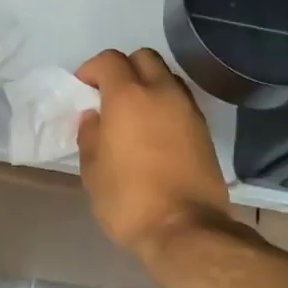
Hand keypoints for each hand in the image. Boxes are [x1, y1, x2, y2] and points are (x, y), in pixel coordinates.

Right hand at [75, 48, 234, 257]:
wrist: (186, 229)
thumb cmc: (129, 200)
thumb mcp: (93, 172)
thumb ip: (90, 136)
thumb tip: (95, 118)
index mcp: (128, 98)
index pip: (109, 60)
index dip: (91, 69)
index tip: (83, 89)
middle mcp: (162, 93)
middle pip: (144, 58)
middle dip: (124, 69)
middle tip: (109, 95)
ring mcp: (188, 110)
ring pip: (166, 77)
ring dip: (148, 84)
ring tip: (134, 114)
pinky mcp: (204, 130)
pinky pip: (180, 101)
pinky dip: (165, 105)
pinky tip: (154, 132)